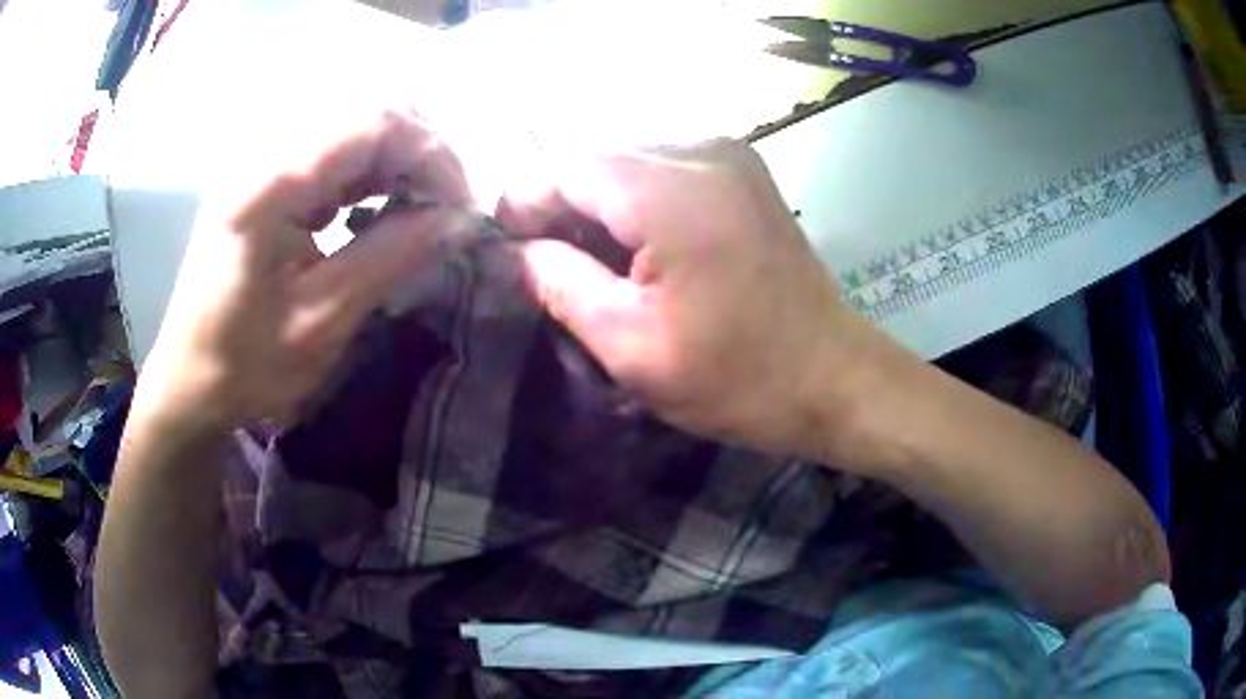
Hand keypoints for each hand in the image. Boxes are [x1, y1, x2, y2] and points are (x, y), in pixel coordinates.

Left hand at [135, 109, 474, 431]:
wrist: (188, 382)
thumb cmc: (244, 367)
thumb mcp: (320, 323)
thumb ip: (390, 258)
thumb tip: (458, 220)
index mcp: (269, 185)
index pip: (375, 124)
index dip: (433, 157)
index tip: (461, 210)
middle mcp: (265, 153)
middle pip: (369, 109)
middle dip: (422, 153)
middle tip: (445, 208)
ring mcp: (264, 160)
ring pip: (356, 124)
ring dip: (399, 160)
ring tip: (419, 209)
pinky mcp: (267, 176)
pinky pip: (335, 150)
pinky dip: (371, 171)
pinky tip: (378, 207)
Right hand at [502, 140, 875, 457]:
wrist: (831, 375)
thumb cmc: (737, 377)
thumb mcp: (632, 346)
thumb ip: (562, 284)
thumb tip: (520, 250)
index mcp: (674, 193)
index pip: (568, 166)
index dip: (528, 201)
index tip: (512, 248)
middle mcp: (703, 151)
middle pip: (598, 158)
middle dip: (563, 204)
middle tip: (549, 262)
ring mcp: (730, 154)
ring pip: (629, 161)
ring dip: (599, 203)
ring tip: (593, 261)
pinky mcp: (743, 170)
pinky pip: (665, 168)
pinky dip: (637, 201)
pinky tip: (638, 247)